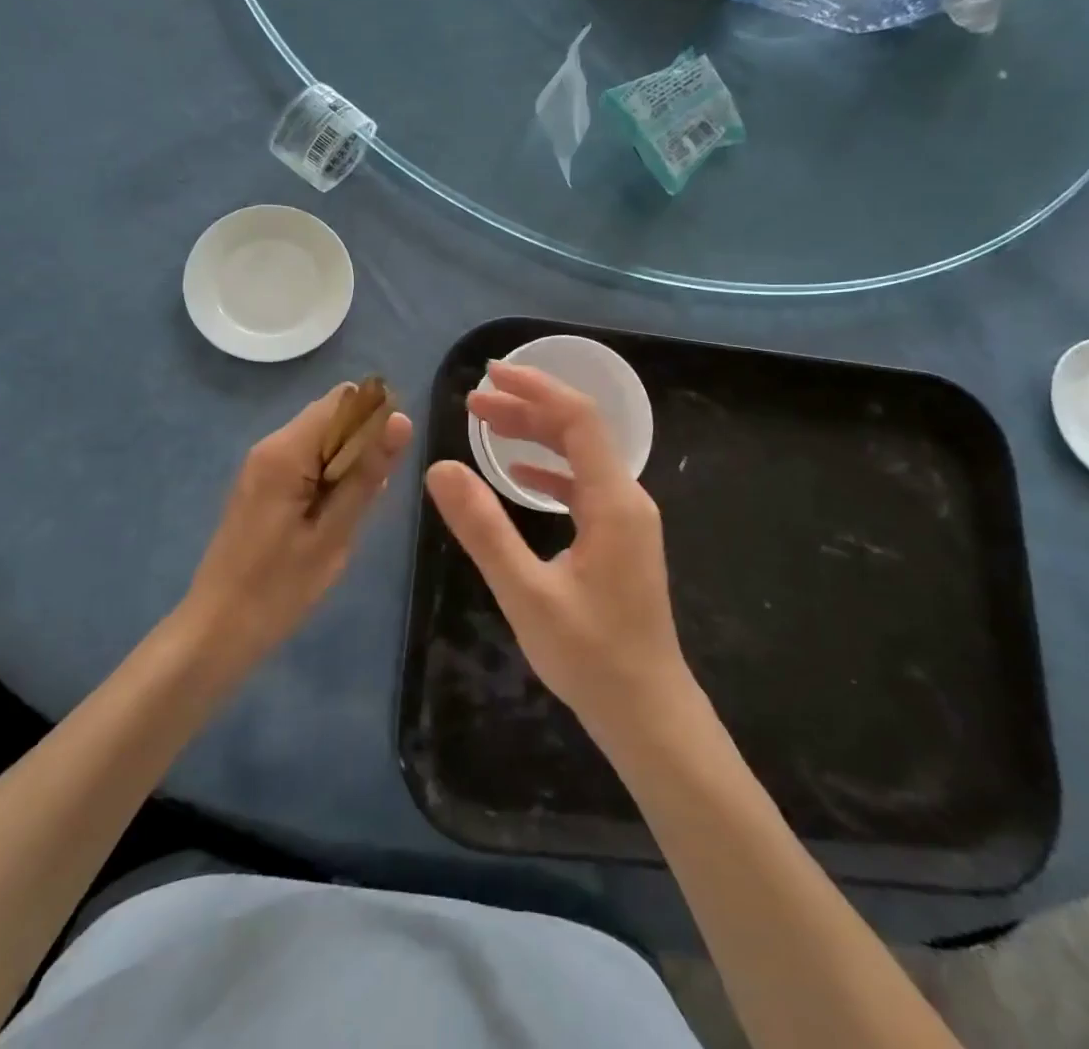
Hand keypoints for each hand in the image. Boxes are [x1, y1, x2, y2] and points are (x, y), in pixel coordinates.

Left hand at [183, 384, 413, 671]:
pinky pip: (306, 461)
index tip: (392, 457)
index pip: (343, 399)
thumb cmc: (278, 587)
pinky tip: (333, 517)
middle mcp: (270, 445)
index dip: (376, 416)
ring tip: (352, 513)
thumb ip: (367, 474)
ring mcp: (262, 465)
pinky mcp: (262, 484)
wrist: (217, 629)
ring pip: (321, 440)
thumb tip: (401, 421)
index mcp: (286, 451)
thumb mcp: (334, 533)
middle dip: (362, 443)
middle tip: (371, 494)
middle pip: (331, 416)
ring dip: (347, 463)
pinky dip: (328, 478)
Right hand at [425, 361, 695, 745]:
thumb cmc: (590, 656)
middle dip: (527, 409)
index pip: (577, 419)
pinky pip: (584, 486)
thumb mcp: (526, 592)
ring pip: (580, 457)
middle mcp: (627, 499)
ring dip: (536, 436)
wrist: (649, 714)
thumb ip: (483, 528)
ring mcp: (627, 520)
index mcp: (613, 500)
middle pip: (579, 431)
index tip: (489, 374)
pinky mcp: (620, 540)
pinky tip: (521, 475)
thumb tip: (439, 467)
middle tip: (473, 400)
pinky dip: (550, 469)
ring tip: (487, 426)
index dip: (535, 389)